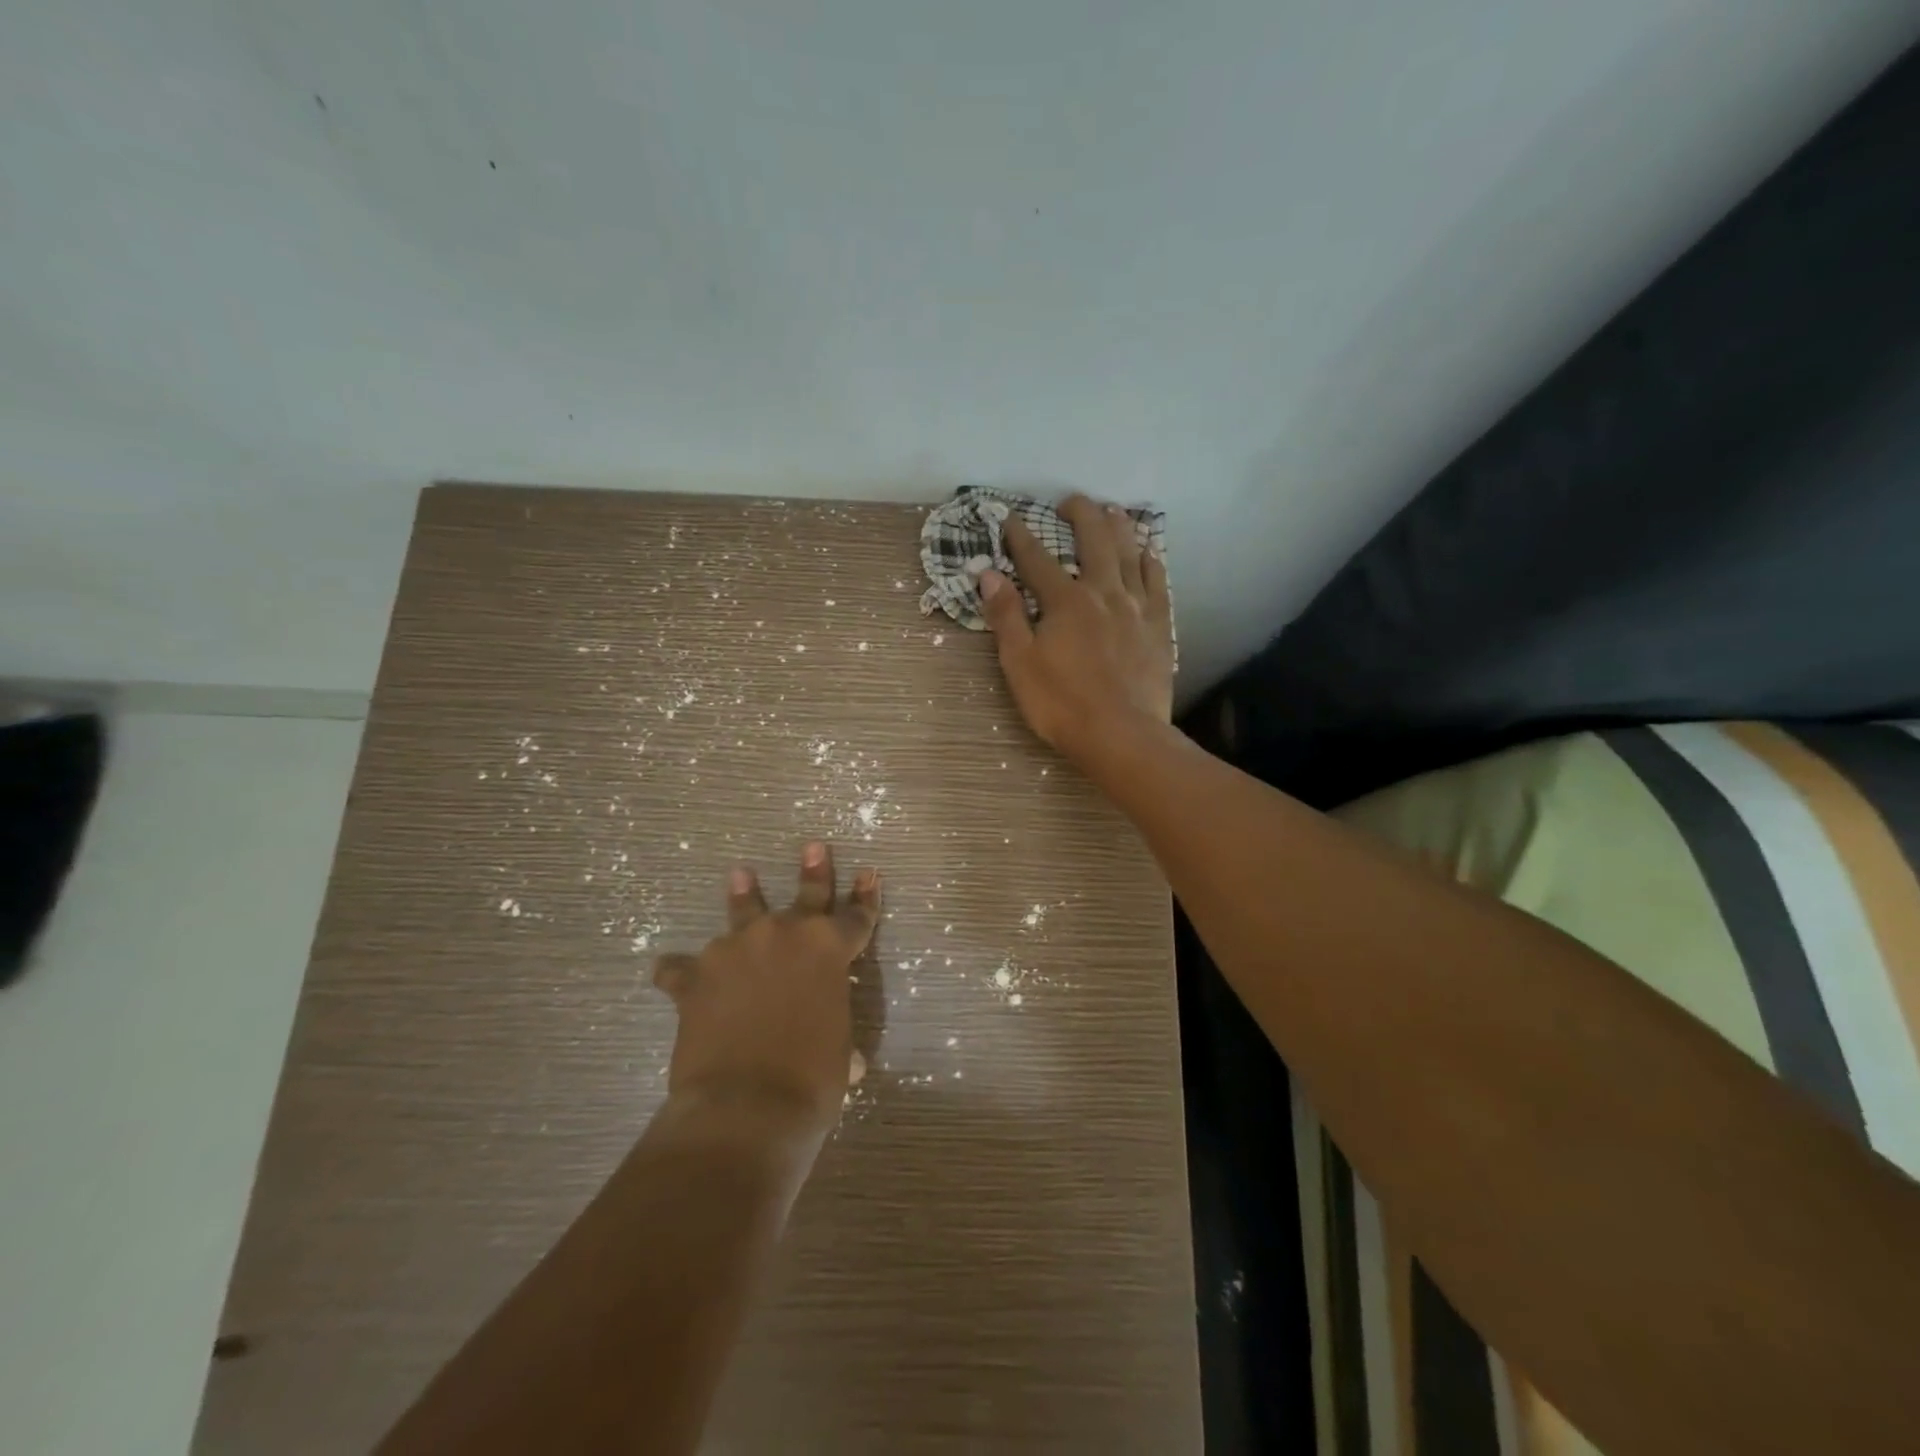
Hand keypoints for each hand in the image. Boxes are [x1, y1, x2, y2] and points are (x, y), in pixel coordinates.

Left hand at [652, 843, 879, 1135]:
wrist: (746, 1104)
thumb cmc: (811, 1080)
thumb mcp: (838, 1054)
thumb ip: (838, 1037)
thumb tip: (848, 1062)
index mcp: (829, 949)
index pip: (857, 917)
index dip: (866, 897)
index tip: (870, 874)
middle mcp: (785, 935)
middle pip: (807, 894)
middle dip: (813, 870)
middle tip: (812, 846)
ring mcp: (737, 949)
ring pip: (742, 911)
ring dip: (743, 895)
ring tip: (739, 875)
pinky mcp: (696, 976)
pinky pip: (681, 968)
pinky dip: (678, 972)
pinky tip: (667, 972)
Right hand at [979, 494, 1174, 763]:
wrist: (1122, 735)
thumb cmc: (1062, 704)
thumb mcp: (1020, 664)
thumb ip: (1006, 616)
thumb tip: (989, 574)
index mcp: (1065, 602)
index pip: (1037, 560)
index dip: (1021, 537)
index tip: (1010, 518)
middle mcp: (1103, 593)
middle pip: (1094, 541)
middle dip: (1081, 515)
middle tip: (1071, 502)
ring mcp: (1136, 608)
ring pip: (1130, 555)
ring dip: (1120, 528)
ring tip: (1113, 512)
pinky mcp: (1159, 627)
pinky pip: (1157, 584)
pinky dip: (1151, 563)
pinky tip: (1148, 554)